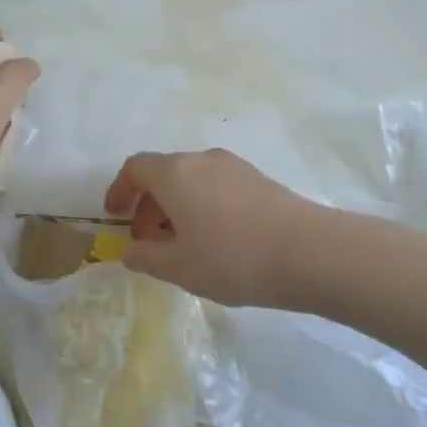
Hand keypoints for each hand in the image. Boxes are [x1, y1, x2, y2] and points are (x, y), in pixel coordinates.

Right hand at [103, 149, 320, 307]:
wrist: (309, 252)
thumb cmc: (233, 258)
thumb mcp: (180, 268)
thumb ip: (147, 257)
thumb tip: (131, 250)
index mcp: (176, 173)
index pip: (136, 167)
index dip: (120, 190)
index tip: (116, 217)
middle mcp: (202, 159)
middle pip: (164, 173)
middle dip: (149, 205)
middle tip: (150, 243)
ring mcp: (233, 165)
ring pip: (192, 179)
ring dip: (177, 206)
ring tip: (185, 246)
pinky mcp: (258, 178)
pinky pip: (216, 185)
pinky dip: (202, 205)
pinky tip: (217, 240)